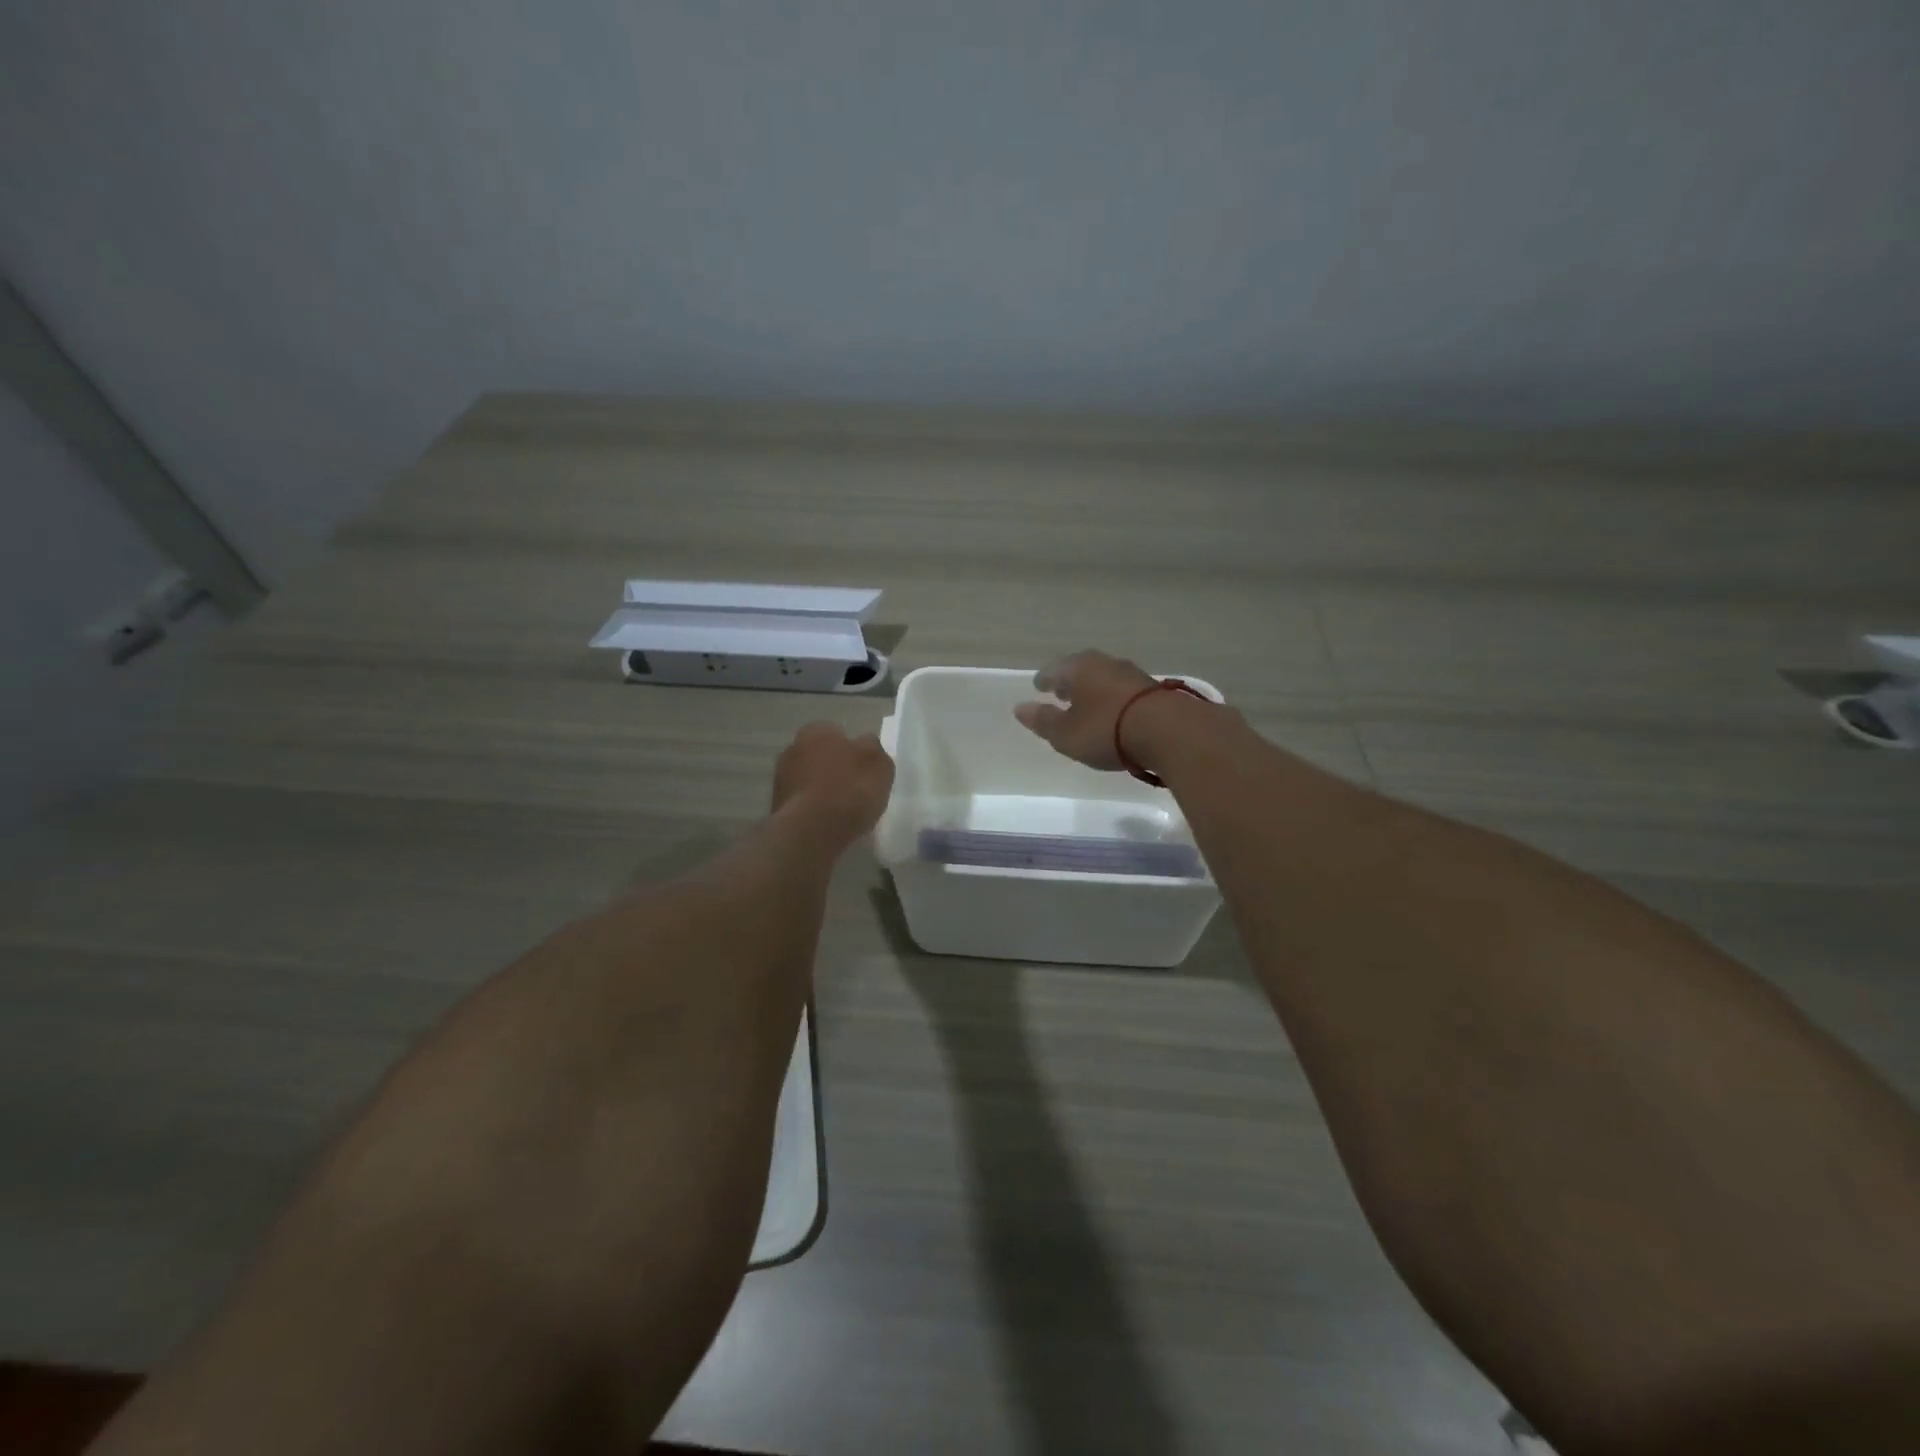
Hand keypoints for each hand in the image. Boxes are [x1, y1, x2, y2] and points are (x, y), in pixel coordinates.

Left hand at [772, 721, 894, 847]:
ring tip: (843, 811)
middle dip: (835, 769)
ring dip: (822, 790)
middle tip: (855, 790)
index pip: (838, 734)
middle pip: (821, 756)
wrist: (811, 831)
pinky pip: (803, 803)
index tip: (865, 771)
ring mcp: (780, 778)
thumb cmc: (849, 790)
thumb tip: (866, 744)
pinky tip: (828, 823)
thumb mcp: (879, 765)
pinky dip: (813, 810)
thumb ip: (874, 749)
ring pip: (810, 780)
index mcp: (817, 731)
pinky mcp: (776, 806)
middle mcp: (792, 748)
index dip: (854, 752)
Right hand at [1013, 650, 1159, 770]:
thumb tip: (1020, 708)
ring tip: (1088, 705)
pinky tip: (1115, 712)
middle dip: (1070, 682)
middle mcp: (1105, 663)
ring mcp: (1133, 674)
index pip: (1054, 670)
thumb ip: (1043, 721)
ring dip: (1094, 690)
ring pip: (1104, 678)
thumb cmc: (1106, 730)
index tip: (1038, 687)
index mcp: (1079, 668)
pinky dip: (1114, 699)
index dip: (1044, 680)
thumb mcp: (1066, 734)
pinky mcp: (1155, 690)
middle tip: (1061, 693)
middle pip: (1081, 670)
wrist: (1169, 732)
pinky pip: (1124, 691)